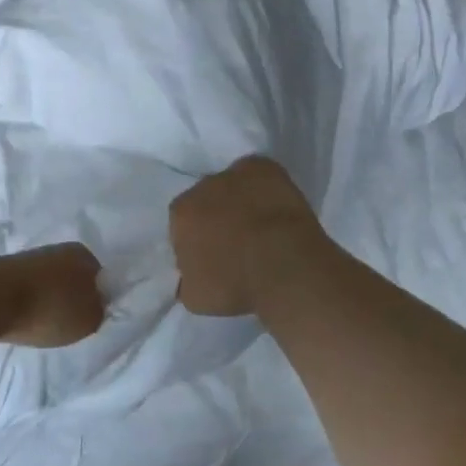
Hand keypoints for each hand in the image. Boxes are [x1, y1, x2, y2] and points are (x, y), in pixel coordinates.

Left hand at [0, 243, 106, 347]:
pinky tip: (20, 320)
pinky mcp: (1, 271)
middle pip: (70, 279)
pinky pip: (22, 291)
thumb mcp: (89, 319)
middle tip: (66, 325)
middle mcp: (56, 249)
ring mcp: (26, 258)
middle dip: (69, 299)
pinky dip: (23, 305)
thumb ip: (98, 311)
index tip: (89, 319)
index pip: (99, 277)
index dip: (97, 299)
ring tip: (41, 326)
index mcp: (82, 254)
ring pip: (45, 284)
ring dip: (45, 302)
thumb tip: (95, 305)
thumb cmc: (49, 308)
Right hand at [170, 156, 327, 316]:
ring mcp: (234, 174)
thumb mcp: (194, 297)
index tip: (213, 256)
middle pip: (206, 201)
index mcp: (180, 215)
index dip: (197, 240)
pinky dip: (263, 185)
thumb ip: (184, 280)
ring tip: (261, 225)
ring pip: (232, 186)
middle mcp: (202, 187)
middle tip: (237, 241)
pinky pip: (258, 173)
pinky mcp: (264, 167)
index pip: (182, 225)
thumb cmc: (236, 285)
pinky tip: (274, 206)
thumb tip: (187, 274)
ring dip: (240, 200)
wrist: (285, 267)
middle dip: (217, 217)